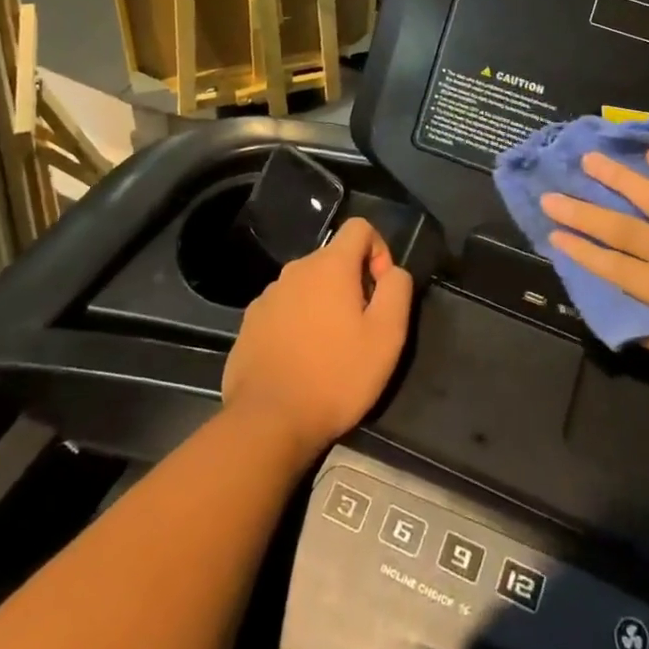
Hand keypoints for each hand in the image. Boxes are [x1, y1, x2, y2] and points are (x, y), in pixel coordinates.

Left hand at [221, 218, 413, 461]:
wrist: (267, 422)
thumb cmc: (336, 375)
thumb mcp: (387, 335)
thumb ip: (397, 289)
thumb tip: (392, 271)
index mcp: (329, 265)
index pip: (359, 227)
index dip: (379, 251)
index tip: (380, 292)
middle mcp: (295, 270)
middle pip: (333, 259)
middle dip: (352, 284)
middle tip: (360, 329)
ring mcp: (267, 296)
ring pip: (307, 286)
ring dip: (323, 305)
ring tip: (330, 350)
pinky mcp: (250, 323)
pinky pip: (284, 310)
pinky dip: (298, 324)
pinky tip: (301, 361)